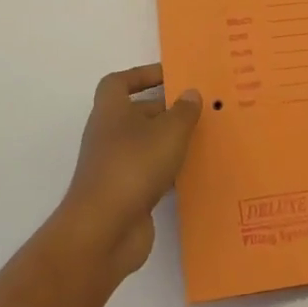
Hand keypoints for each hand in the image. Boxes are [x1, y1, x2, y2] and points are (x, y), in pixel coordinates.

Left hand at [60, 64, 201, 278]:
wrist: (104, 231)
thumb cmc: (134, 166)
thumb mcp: (168, 132)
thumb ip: (183, 111)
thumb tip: (190, 93)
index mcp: (111, 111)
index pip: (119, 82)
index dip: (142, 75)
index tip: (170, 77)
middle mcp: (109, 135)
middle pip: (137, 113)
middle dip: (166, 110)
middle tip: (200, 109)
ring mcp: (115, 166)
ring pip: (146, 145)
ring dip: (170, 142)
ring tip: (203, 139)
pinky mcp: (125, 195)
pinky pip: (150, 174)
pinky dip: (169, 171)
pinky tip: (194, 173)